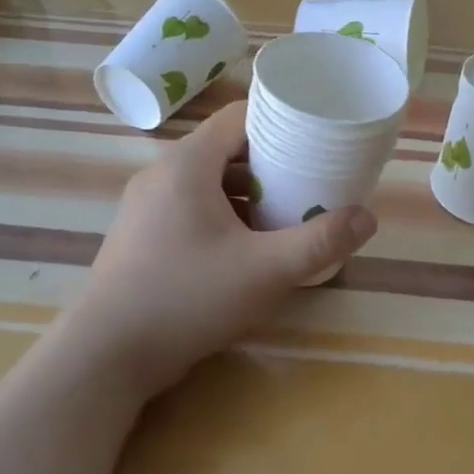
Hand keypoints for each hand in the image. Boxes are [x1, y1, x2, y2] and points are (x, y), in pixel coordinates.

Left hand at [67, 100, 377, 393]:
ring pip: (207, 179)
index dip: (280, 120)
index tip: (315, 137)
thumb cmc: (187, 299)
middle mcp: (162, 172)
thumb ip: (320, 242)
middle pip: (225, 147)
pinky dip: (221, 211)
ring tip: (285, 211)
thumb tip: (368, 218)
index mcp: (188, 163)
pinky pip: (188, 204)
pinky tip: (244, 245)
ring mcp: (145, 204)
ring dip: (246, 190)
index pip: (239, 116)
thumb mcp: (265, 271)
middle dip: (270, 160)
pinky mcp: (139, 233)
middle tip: (309, 178)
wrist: (105, 357)